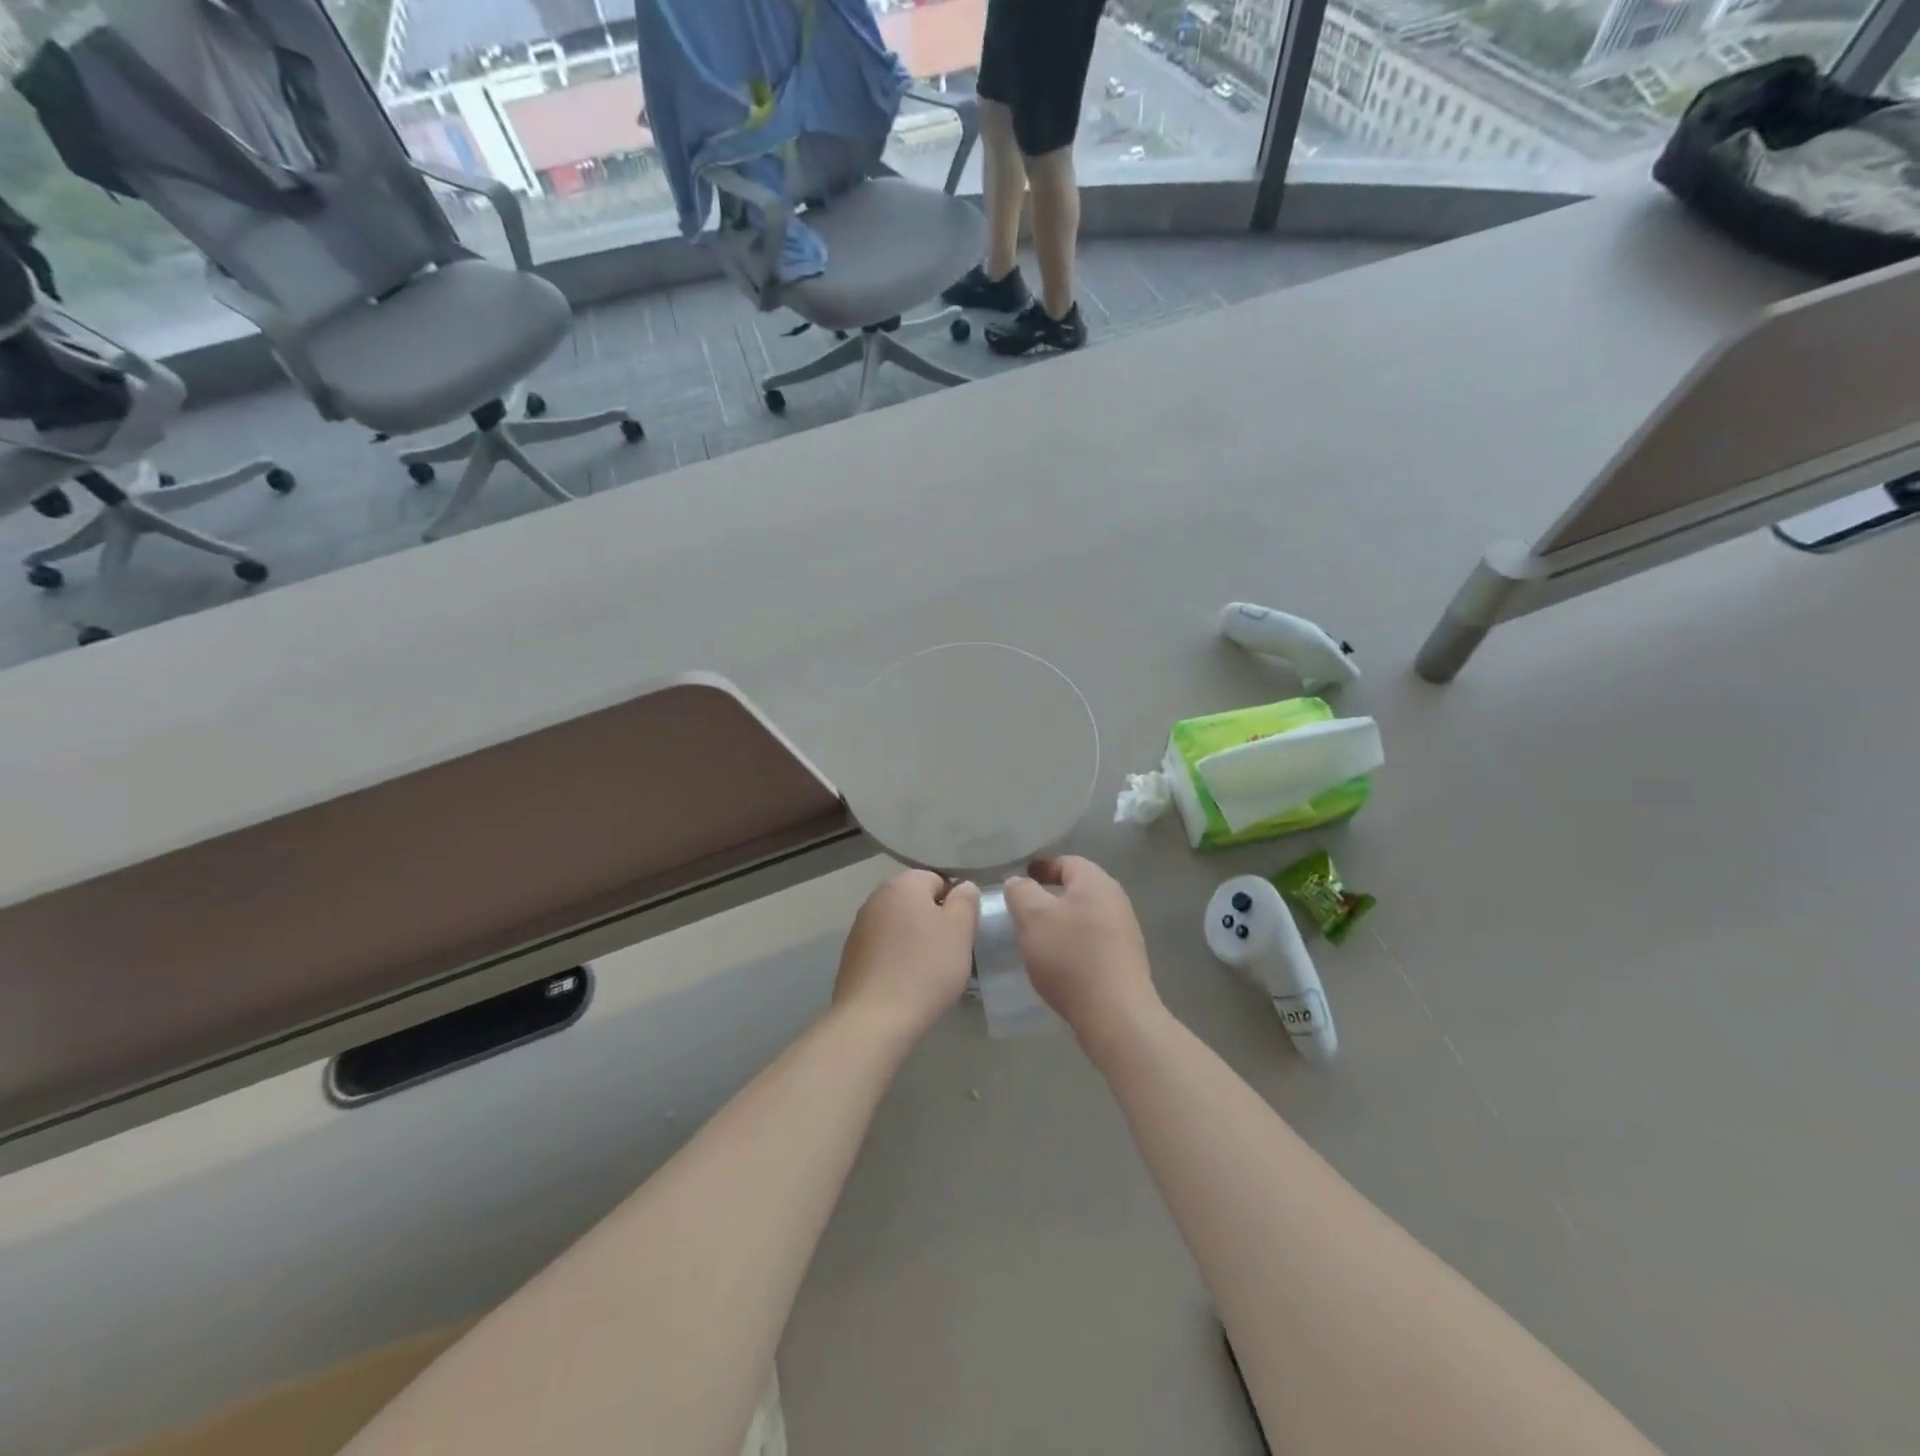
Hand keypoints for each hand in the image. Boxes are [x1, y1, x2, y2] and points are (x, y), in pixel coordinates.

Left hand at [832, 869, 979, 1043]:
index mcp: (904, 884)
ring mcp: (859, 926)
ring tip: (927, 970)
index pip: (938, 879)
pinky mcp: (850, 954)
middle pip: (915, 901)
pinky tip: (904, 982)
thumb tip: (962, 887)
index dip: (954, 904)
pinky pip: (883, 947)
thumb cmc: (925, 968)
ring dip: (913, 939)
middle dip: (933, 921)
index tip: (961, 933)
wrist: (874, 1018)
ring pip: (899, 924)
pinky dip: (895, 957)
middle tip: (948, 951)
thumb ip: (966, 901)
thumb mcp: (960, 931)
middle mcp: (877, 897)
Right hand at [1003, 857, 1159, 1043]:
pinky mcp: (1125, 960)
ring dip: (1060, 923)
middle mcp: (1115, 900)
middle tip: (1023, 912)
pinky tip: (1058, 964)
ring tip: (1037, 940)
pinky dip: (1073, 945)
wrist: (1115, 1013)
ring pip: (1084, 916)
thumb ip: (1020, 891)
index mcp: (1096, 882)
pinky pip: (1093, 941)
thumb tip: (1018, 882)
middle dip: (1049, 898)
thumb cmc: (1070, 956)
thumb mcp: (1032, 917)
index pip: (1066, 861)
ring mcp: (1124, 931)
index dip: (1041, 868)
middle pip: (1077, 889)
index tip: (1018, 882)